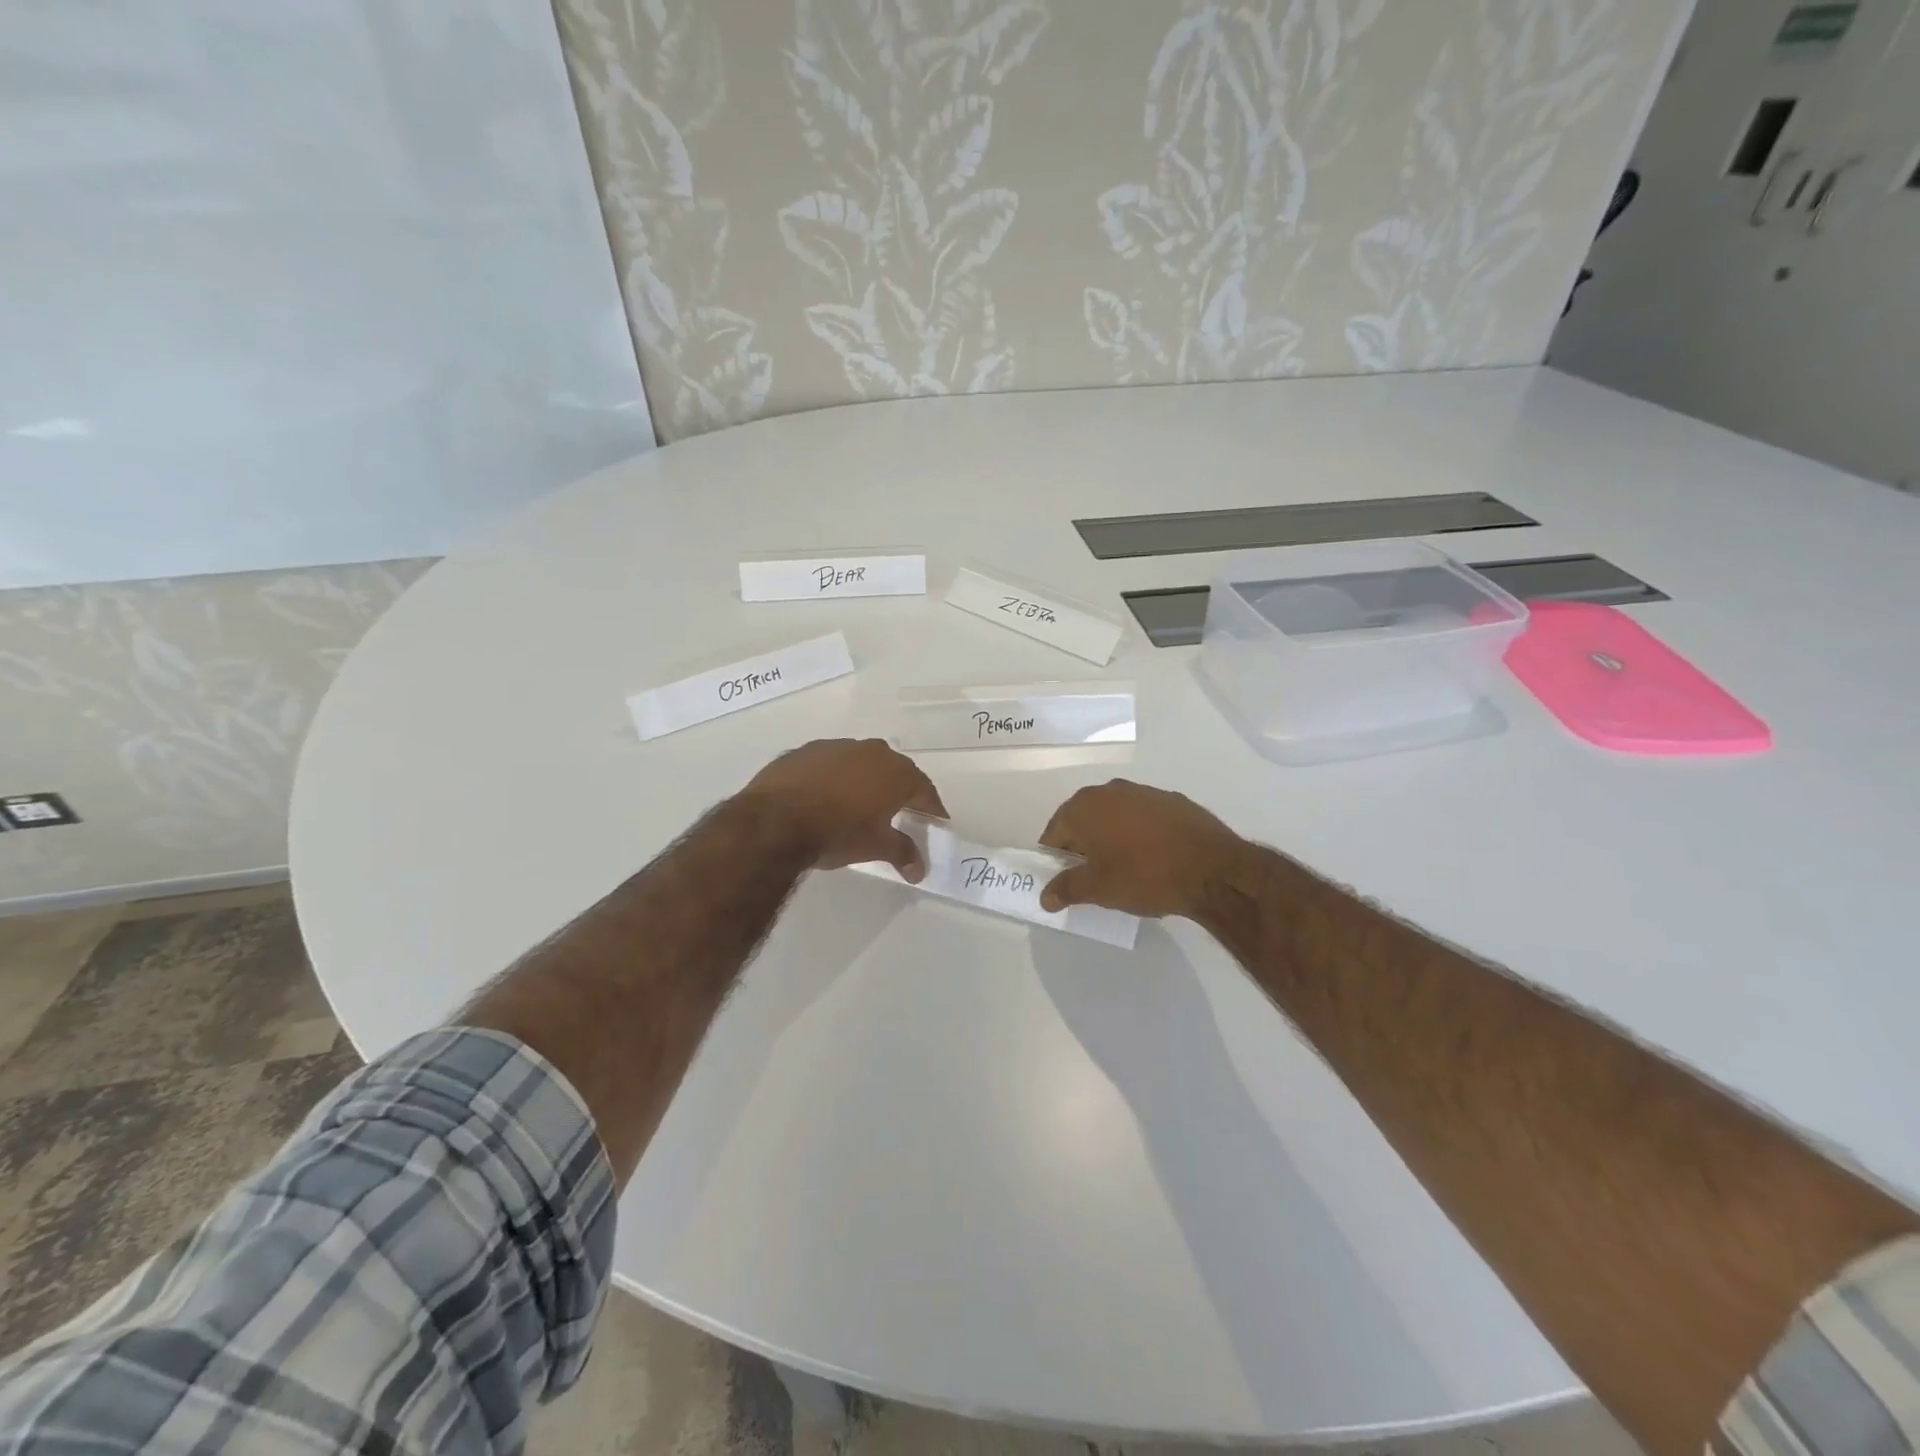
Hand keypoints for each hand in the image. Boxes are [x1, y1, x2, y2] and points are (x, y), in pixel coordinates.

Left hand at [739, 739, 947, 882]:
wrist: (775, 820)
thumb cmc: (837, 833)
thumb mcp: (875, 847)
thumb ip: (902, 853)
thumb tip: (920, 870)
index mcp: (895, 772)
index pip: (924, 789)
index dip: (931, 808)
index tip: (936, 821)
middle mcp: (871, 751)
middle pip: (894, 771)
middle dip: (900, 791)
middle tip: (901, 812)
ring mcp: (836, 747)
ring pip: (860, 763)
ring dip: (865, 781)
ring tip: (860, 805)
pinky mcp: (805, 751)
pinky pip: (830, 765)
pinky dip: (835, 778)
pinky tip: (825, 798)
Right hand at [1038, 779, 1244, 918]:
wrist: (1212, 868)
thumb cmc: (1144, 875)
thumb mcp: (1098, 889)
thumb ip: (1066, 889)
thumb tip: (1045, 896)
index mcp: (1084, 807)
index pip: (1055, 833)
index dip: (1056, 859)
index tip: (1066, 882)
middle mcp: (1109, 790)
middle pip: (1083, 820)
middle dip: (1083, 847)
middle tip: (1094, 878)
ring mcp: (1143, 791)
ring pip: (1115, 817)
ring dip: (1112, 838)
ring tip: (1126, 869)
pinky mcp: (1172, 800)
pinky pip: (1143, 818)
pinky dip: (1140, 834)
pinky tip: (1154, 859)